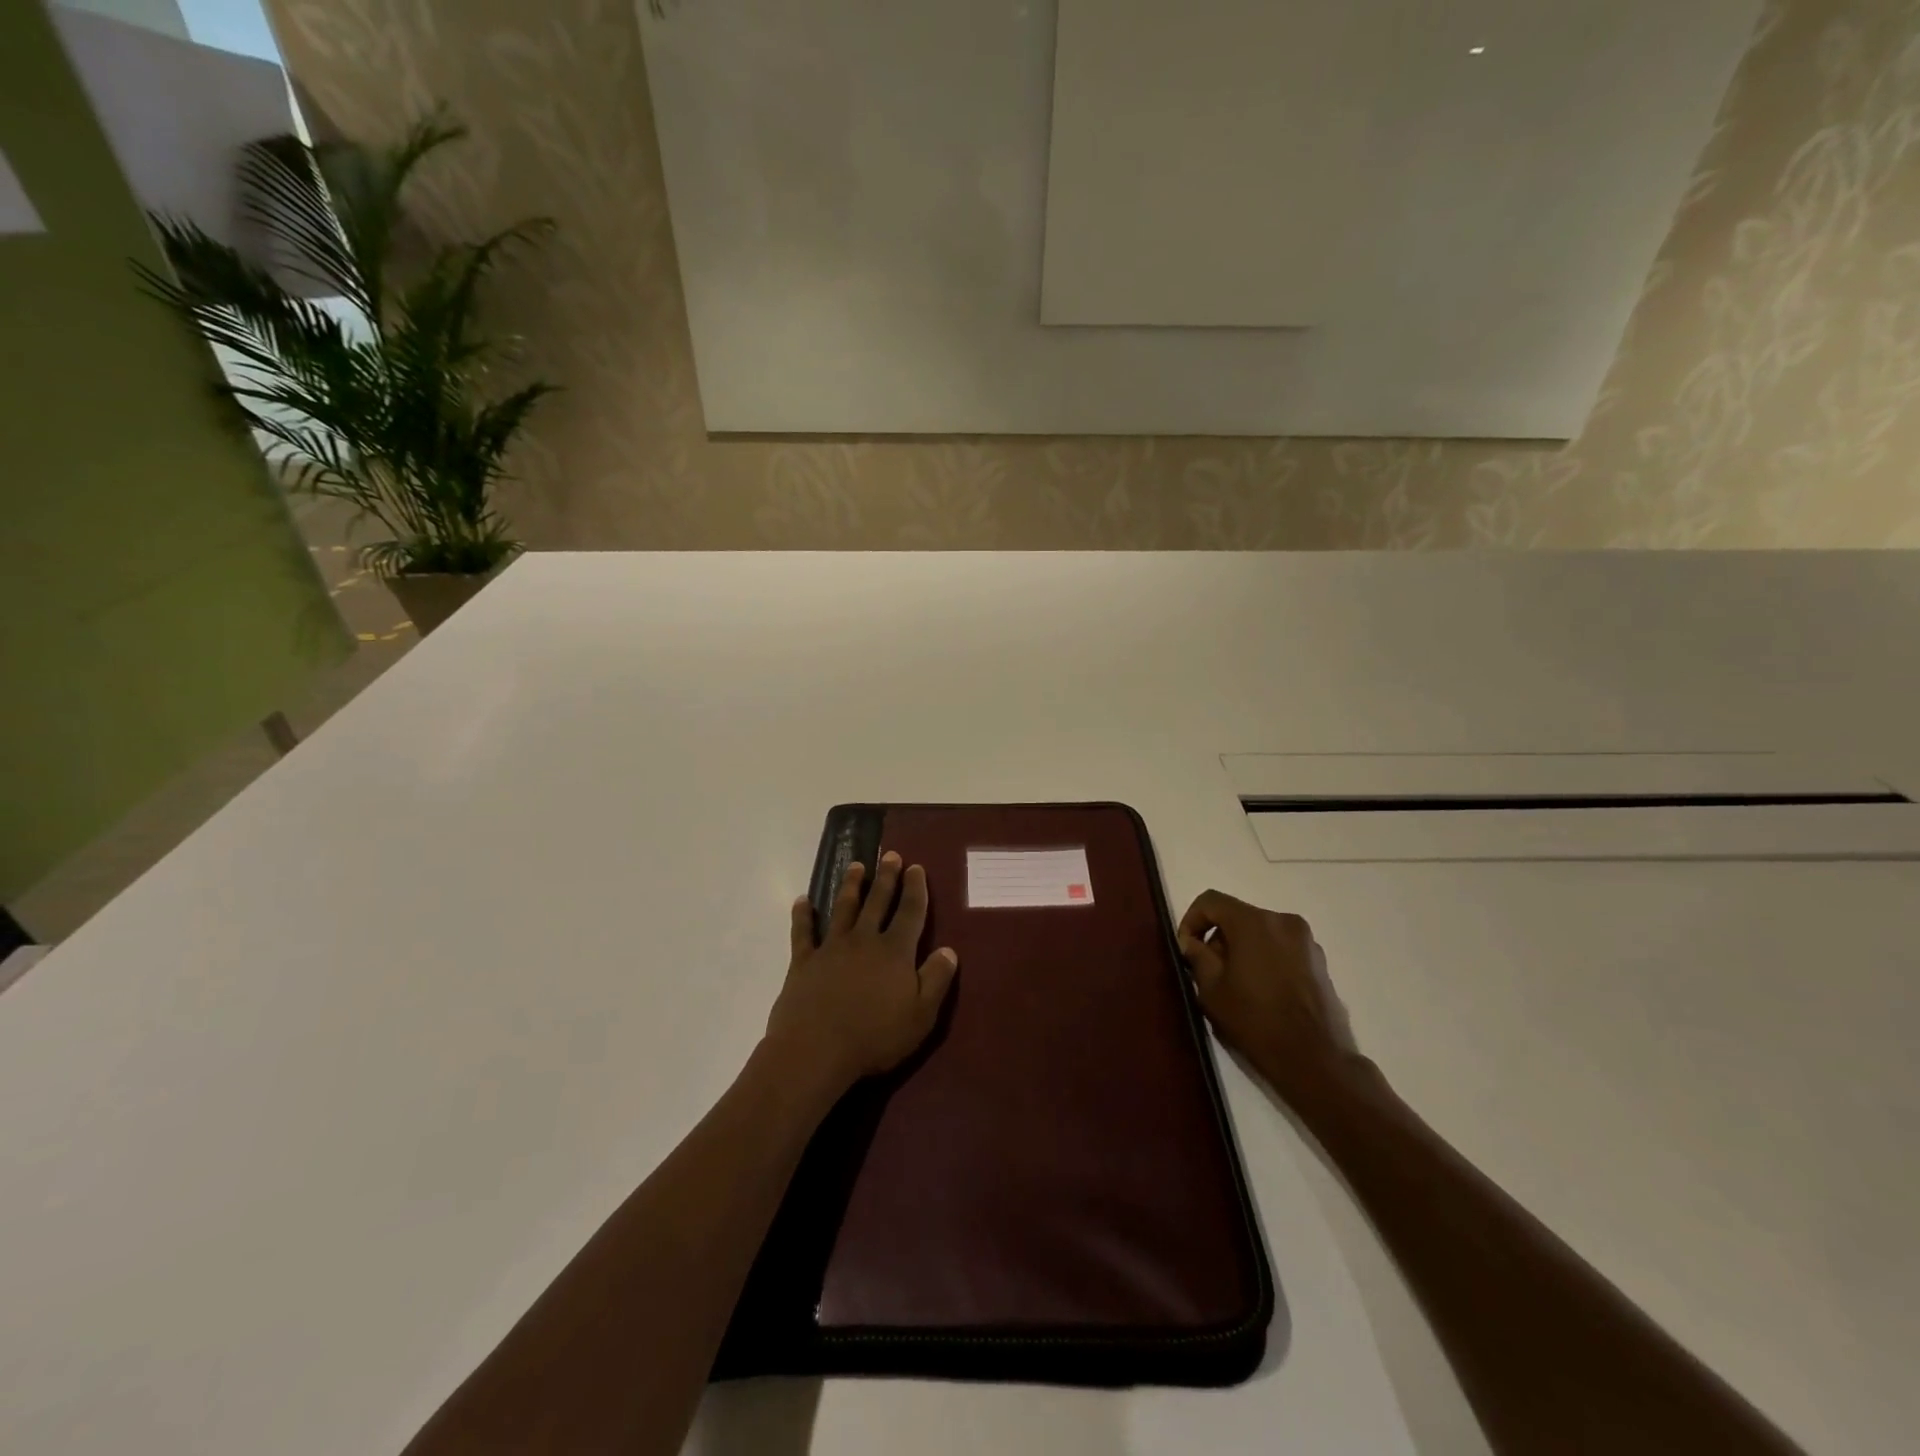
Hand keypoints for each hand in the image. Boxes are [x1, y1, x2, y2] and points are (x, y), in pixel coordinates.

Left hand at [763, 852, 959, 1098]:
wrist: (815, 1049)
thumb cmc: (874, 1037)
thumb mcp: (921, 1015)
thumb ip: (936, 980)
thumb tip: (949, 950)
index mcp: (895, 951)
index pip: (910, 912)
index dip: (915, 889)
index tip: (916, 868)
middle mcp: (864, 940)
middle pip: (877, 902)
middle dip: (886, 878)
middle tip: (890, 855)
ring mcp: (831, 948)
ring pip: (843, 908)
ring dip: (850, 885)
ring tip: (856, 866)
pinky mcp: (803, 961)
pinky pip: (803, 932)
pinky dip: (803, 915)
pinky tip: (802, 901)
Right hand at [1177, 890, 1354, 1099]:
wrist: (1315, 1059)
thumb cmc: (1256, 1021)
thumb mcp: (1212, 990)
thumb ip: (1198, 957)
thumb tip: (1192, 943)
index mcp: (1253, 922)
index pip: (1211, 901)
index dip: (1192, 920)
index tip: (1187, 949)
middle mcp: (1282, 921)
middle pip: (1237, 916)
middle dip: (1218, 938)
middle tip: (1209, 971)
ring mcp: (1306, 941)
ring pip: (1260, 932)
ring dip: (1242, 949)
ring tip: (1236, 984)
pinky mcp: (1319, 961)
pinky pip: (1281, 947)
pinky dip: (1265, 958)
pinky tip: (1261, 991)